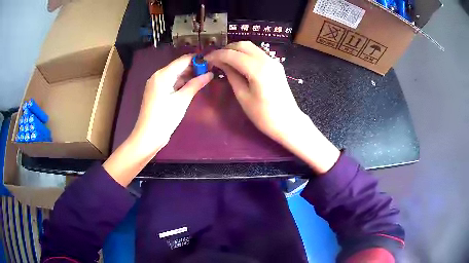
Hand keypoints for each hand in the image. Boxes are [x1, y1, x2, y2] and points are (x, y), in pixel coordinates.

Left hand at [103, 54, 212, 185]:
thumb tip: (210, 73)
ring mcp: (156, 84)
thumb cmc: (165, 118)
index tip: (212, 62)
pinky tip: (192, 86)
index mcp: (163, 74)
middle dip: (194, 68)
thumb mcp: (182, 100)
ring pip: (175, 75)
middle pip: (178, 67)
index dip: (197, 60)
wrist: (148, 136)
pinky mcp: (156, 92)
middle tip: (211, 71)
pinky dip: (181, 83)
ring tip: (205, 78)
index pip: (183, 60)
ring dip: (188, 76)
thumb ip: (196, 84)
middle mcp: (158, 76)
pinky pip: (171, 83)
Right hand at [206, 41, 339, 173]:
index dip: (217, 55)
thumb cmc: (264, 115)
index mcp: (258, 69)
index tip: (206, 59)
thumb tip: (221, 63)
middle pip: (242, 45)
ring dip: (235, 50)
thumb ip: (232, 76)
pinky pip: (257, 53)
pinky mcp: (276, 65)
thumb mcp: (243, 97)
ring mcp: (273, 61)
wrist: (288, 122)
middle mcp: (267, 60)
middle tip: (215, 59)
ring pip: (250, 47)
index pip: (232, 54)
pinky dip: (245, 54)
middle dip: (226, 49)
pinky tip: (238, 63)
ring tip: (224, 61)